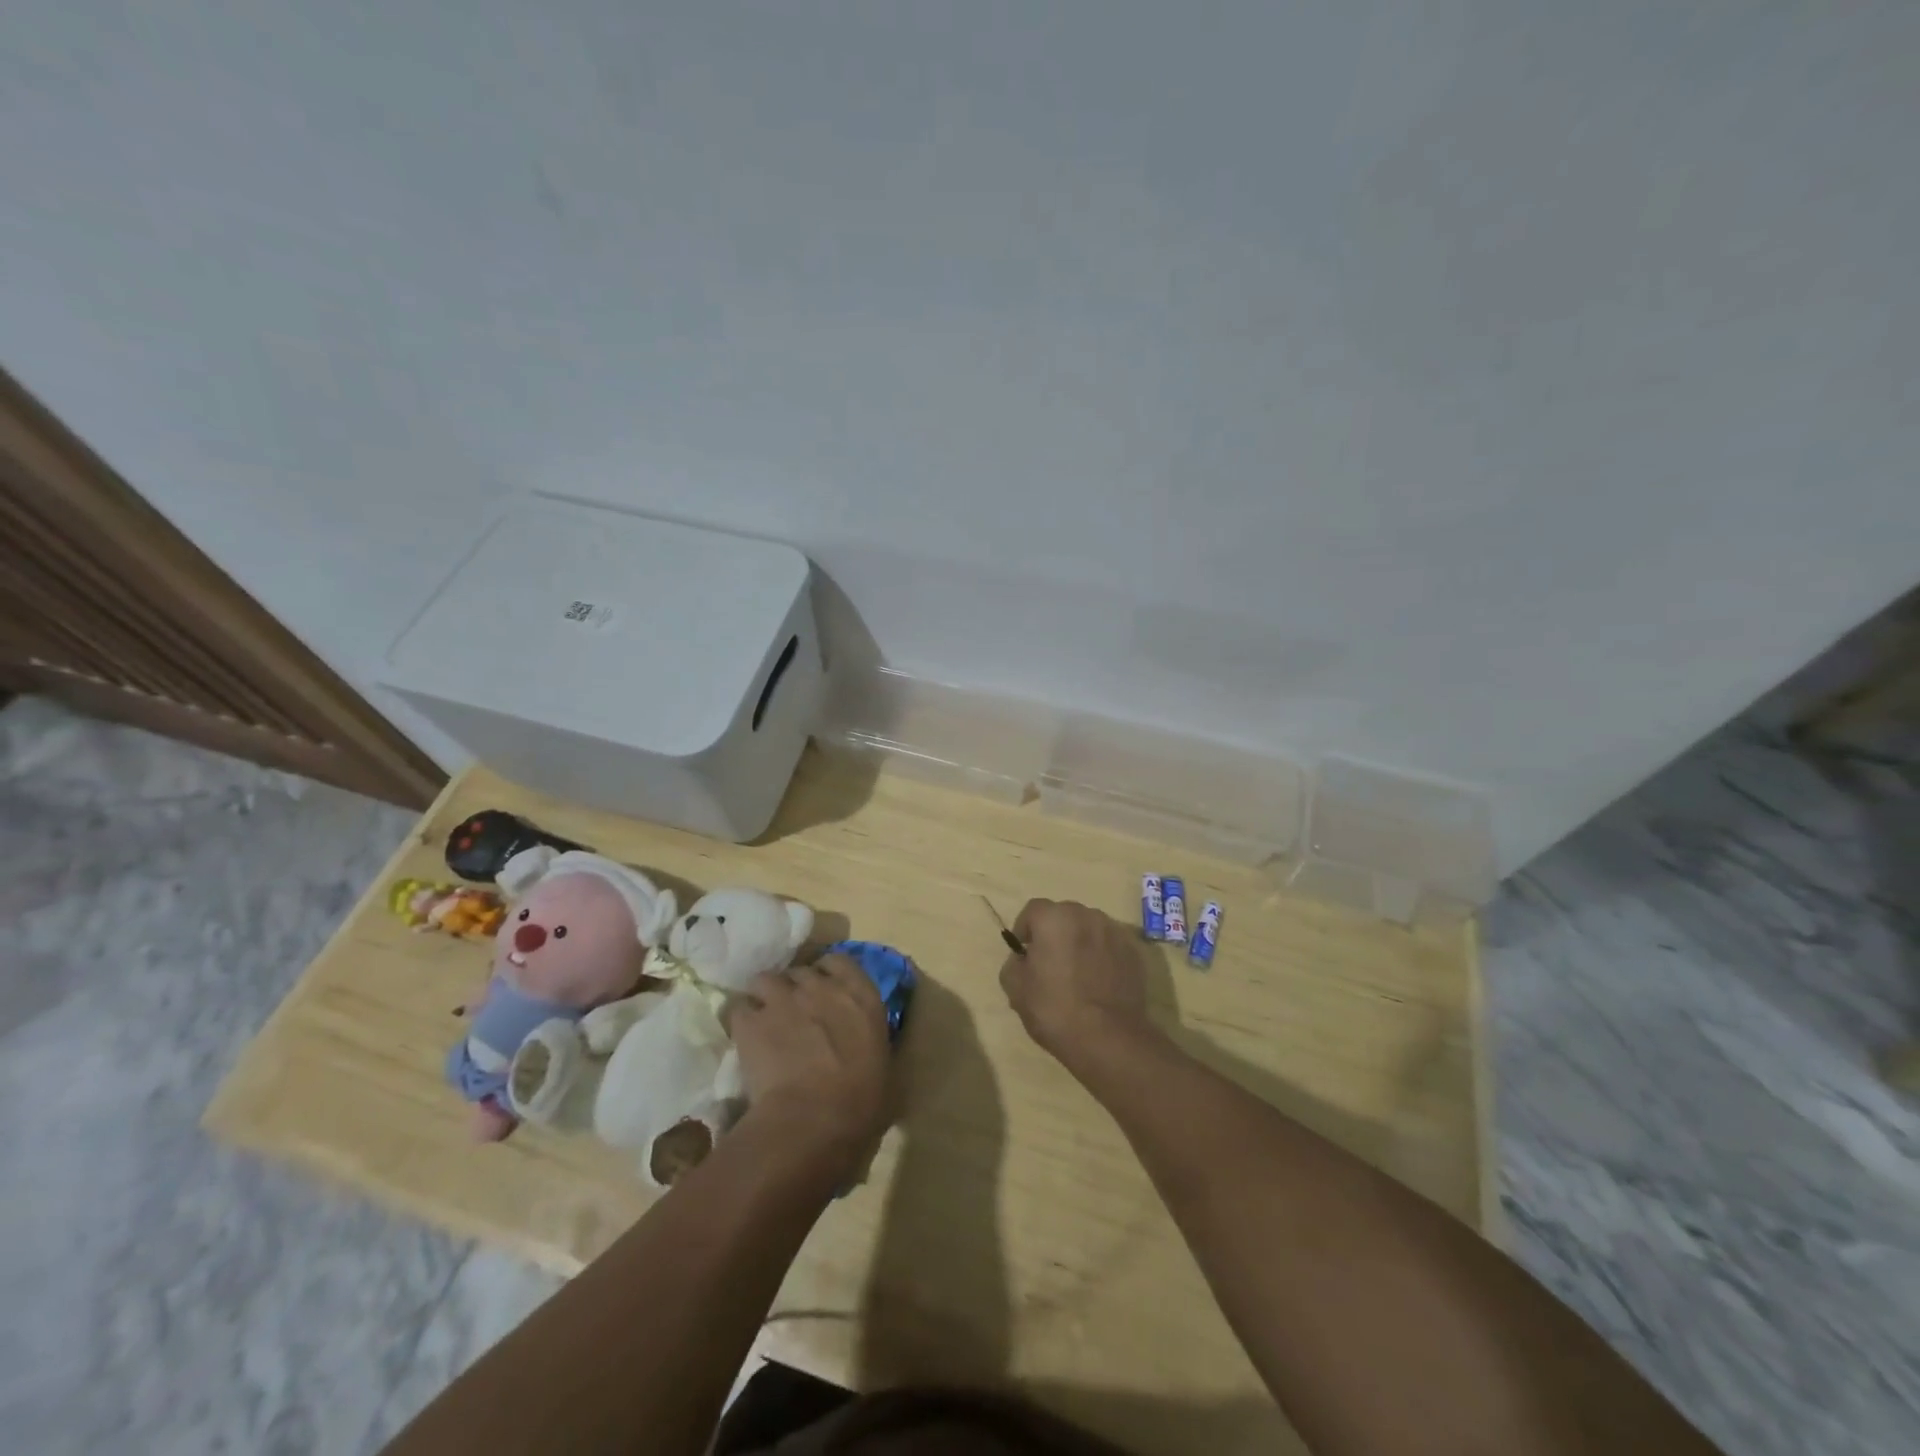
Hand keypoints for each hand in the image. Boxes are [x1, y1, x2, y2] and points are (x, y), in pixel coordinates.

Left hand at [729, 955, 889, 1173]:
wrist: (812, 1119)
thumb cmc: (858, 1100)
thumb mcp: (879, 1062)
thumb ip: (864, 1036)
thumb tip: (855, 1041)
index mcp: (860, 995)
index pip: (839, 962)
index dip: (827, 973)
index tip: (823, 988)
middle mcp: (821, 986)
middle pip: (800, 972)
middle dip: (796, 988)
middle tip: (794, 1012)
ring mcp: (783, 999)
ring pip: (766, 980)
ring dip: (766, 997)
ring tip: (764, 1020)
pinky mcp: (751, 1020)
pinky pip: (739, 1009)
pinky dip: (742, 1021)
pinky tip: (745, 1039)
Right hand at [999, 899, 1160, 1076]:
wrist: (1108, 1038)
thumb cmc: (1054, 1009)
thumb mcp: (1016, 989)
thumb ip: (1014, 964)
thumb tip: (1023, 960)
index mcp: (1054, 918)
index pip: (1033, 910)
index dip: (1024, 929)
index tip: (1023, 953)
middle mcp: (1086, 915)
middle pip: (1064, 916)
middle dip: (1054, 933)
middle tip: (1049, 963)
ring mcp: (1114, 933)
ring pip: (1089, 929)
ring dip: (1080, 943)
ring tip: (1077, 973)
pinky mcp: (1134, 953)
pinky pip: (1110, 947)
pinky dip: (1102, 957)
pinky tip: (1099, 983)